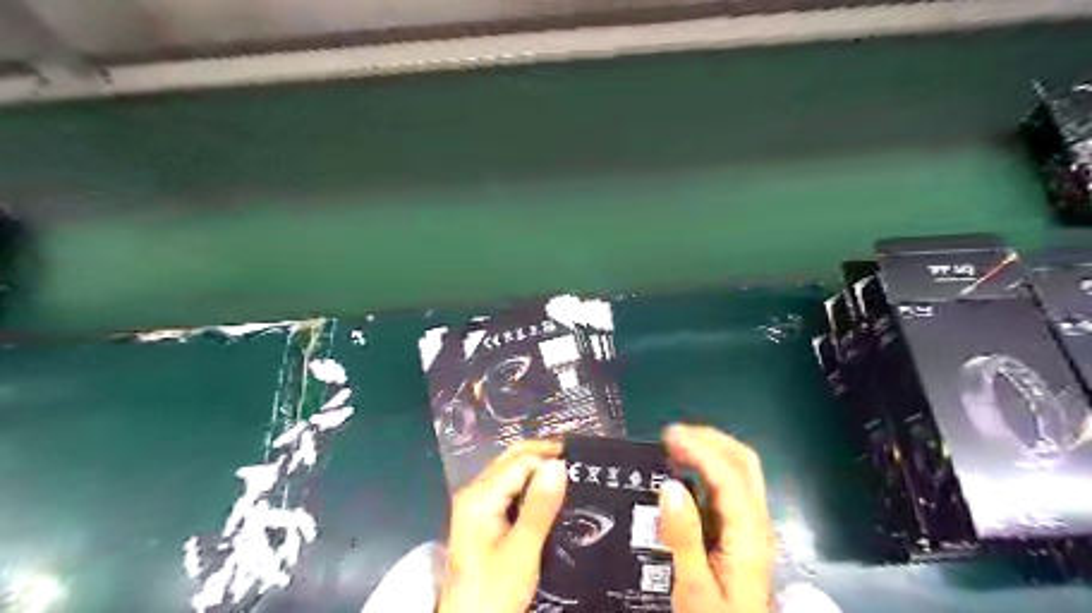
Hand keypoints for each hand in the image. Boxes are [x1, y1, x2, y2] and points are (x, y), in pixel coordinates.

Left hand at [439, 440, 566, 612]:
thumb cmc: (494, 592)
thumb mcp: (522, 551)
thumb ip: (540, 507)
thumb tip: (558, 464)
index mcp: (479, 496)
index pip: (520, 461)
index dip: (549, 457)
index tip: (579, 462)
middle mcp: (474, 492)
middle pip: (511, 459)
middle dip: (542, 455)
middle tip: (576, 461)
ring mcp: (475, 505)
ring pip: (510, 473)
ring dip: (537, 469)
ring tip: (568, 475)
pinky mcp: (481, 518)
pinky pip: (507, 489)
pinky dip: (529, 486)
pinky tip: (548, 494)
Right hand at [656, 426, 775, 612]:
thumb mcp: (694, 588)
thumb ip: (684, 537)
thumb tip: (669, 485)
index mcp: (749, 534)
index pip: (729, 475)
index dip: (699, 448)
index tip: (667, 436)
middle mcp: (757, 522)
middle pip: (743, 463)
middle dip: (710, 439)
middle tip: (672, 435)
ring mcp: (752, 526)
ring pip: (740, 471)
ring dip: (710, 449)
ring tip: (675, 446)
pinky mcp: (742, 532)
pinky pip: (730, 486)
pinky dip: (708, 468)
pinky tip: (685, 473)